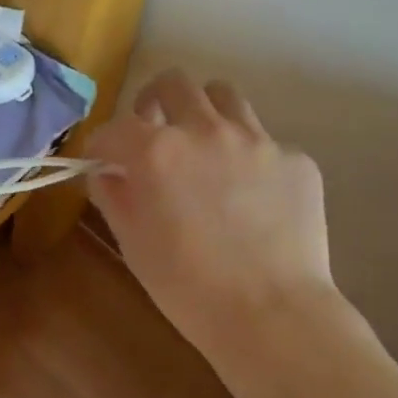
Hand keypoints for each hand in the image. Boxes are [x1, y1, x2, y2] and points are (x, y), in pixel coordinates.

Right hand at [88, 70, 335, 360]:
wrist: (271, 314)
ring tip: (203, 146)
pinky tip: (250, 195)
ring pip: (224, 96)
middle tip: (153, 131)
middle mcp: (206, 130)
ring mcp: (257, 140)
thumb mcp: (132, 242)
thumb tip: (108, 172)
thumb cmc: (186, 286)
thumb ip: (113, 195)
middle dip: (154, 101)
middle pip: (174, 83)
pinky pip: (264, 141)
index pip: (115, 128)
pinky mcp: (296, 160)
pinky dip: (247, 157)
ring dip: (204, 112)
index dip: (102, 145)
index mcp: (157, 150)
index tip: (102, 162)